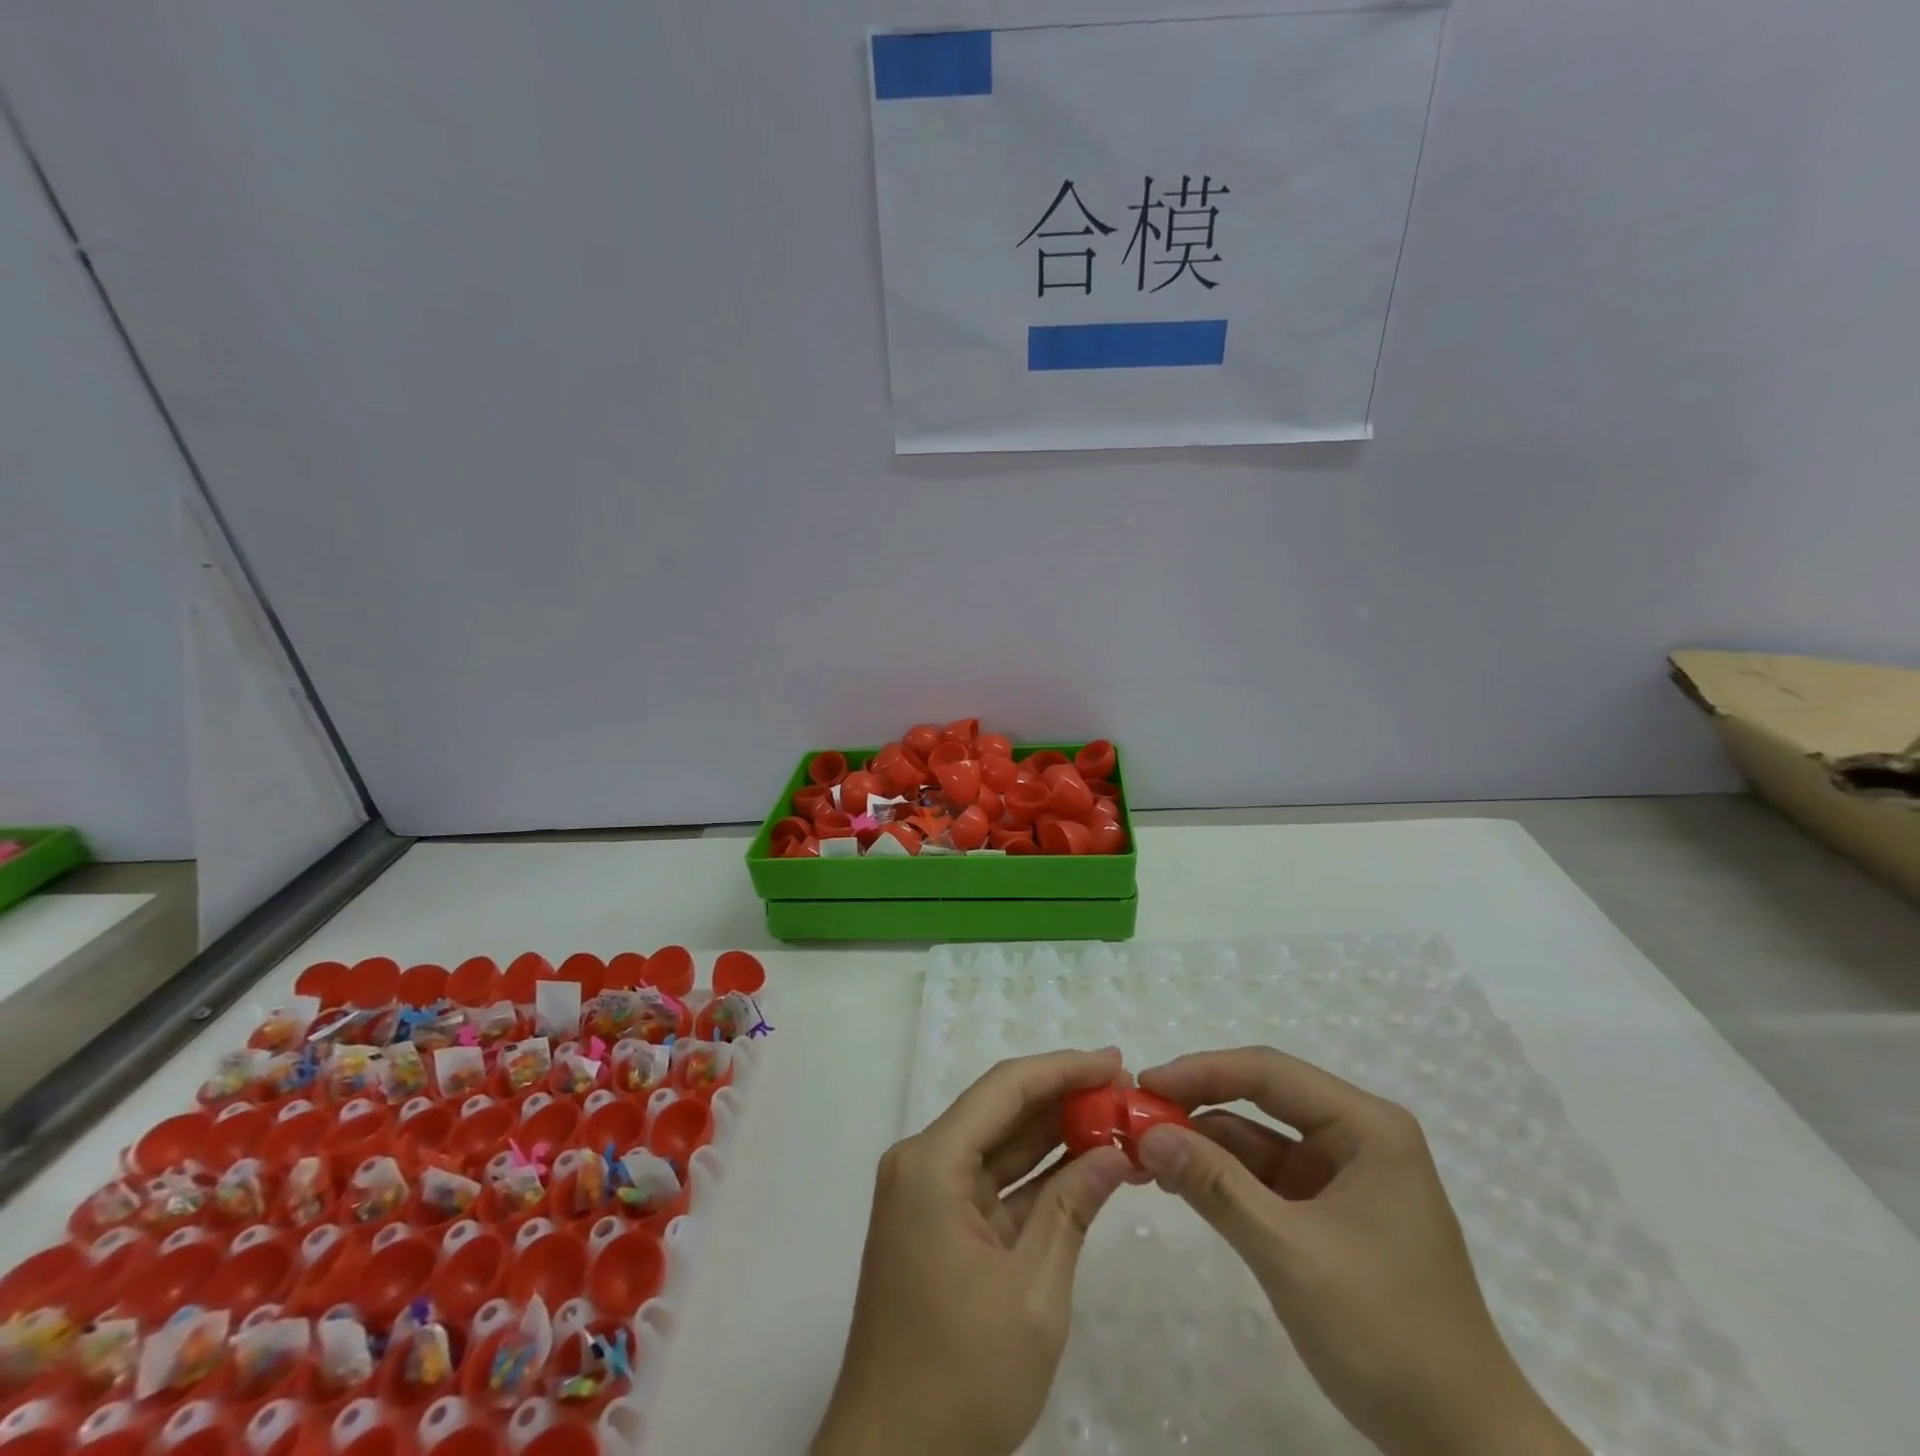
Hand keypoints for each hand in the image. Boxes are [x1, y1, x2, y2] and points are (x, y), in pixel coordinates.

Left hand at [812, 1049, 1135, 1455]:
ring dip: (1055, 1136)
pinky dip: (1037, 1177)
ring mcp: (928, 1196)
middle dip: (1063, 1098)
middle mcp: (923, 1164)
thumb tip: (1115, 1152)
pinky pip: (993, 1184)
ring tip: (1115, 1120)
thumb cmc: (961, 1376)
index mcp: (932, 1163)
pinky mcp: (938, 1226)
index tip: (1116, 1062)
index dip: (1063, 1068)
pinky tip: (1085, 1166)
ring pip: (1000, 1146)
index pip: (1005, 1089)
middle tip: (1125, 1091)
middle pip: (1001, 1111)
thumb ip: (1072, 1209)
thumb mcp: (1033, 1293)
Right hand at [1135, 1048, 1586, 1455]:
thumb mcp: (1290, 1254)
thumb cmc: (1388, 1336)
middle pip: (1262, 1097)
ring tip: (1145, 1151)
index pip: (1269, 1072)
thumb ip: (1216, 1186)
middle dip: (1198, 1104)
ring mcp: (1344, 1175)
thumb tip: (1146, 1134)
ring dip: (1205, 1142)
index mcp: (1367, 1127)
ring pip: (1259, 1137)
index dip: (1201, 1070)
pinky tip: (1182, 1181)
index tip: (1144, 1084)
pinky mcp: (1330, 1212)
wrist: (1465, 1449)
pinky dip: (1224, 1176)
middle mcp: (1357, 1137)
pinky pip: (1266, 1176)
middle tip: (1136, 1115)